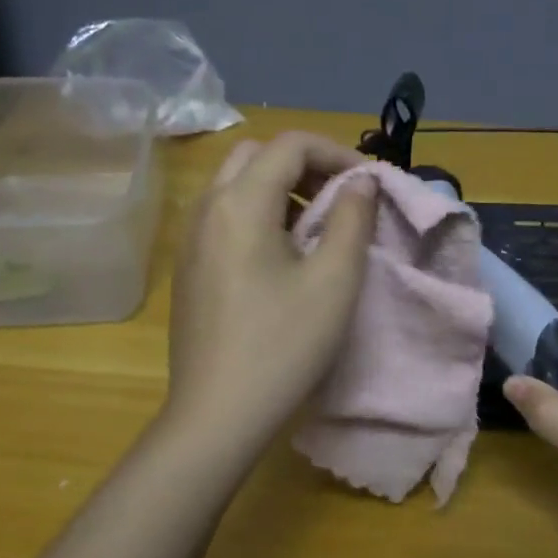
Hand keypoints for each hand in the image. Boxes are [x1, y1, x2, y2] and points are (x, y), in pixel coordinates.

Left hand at [165, 132, 375, 450]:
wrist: (217, 414)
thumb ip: (353, 219)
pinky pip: (224, 217)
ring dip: (281, 189)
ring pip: (236, 185)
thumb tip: (360, 182)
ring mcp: (190, 239)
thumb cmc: (283, 346)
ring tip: (318, 227)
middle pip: (257, 156)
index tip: (369, 184)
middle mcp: (206, 209)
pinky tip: (282, 257)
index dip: (337, 152)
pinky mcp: (188, 268)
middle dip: (305, 165)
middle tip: (341, 199)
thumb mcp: (334, 281)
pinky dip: (258, 214)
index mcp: (240, 203)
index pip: (290, 144)